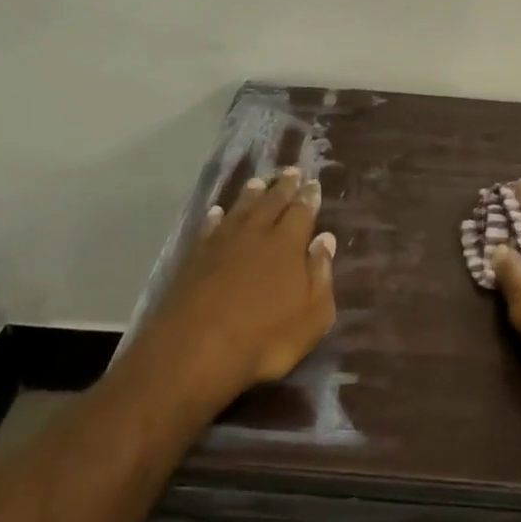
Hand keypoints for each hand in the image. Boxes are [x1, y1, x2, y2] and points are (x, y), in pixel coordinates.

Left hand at [138, 168, 336, 408]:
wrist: (196, 349)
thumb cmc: (265, 338)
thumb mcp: (312, 316)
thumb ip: (320, 274)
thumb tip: (325, 239)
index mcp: (288, 244)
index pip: (302, 211)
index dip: (309, 197)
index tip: (313, 183)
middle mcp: (256, 234)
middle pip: (272, 202)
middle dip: (284, 186)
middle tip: (291, 171)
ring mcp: (222, 243)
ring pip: (240, 209)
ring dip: (251, 195)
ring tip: (258, 182)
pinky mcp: (195, 257)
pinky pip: (209, 228)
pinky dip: (215, 217)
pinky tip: (217, 212)